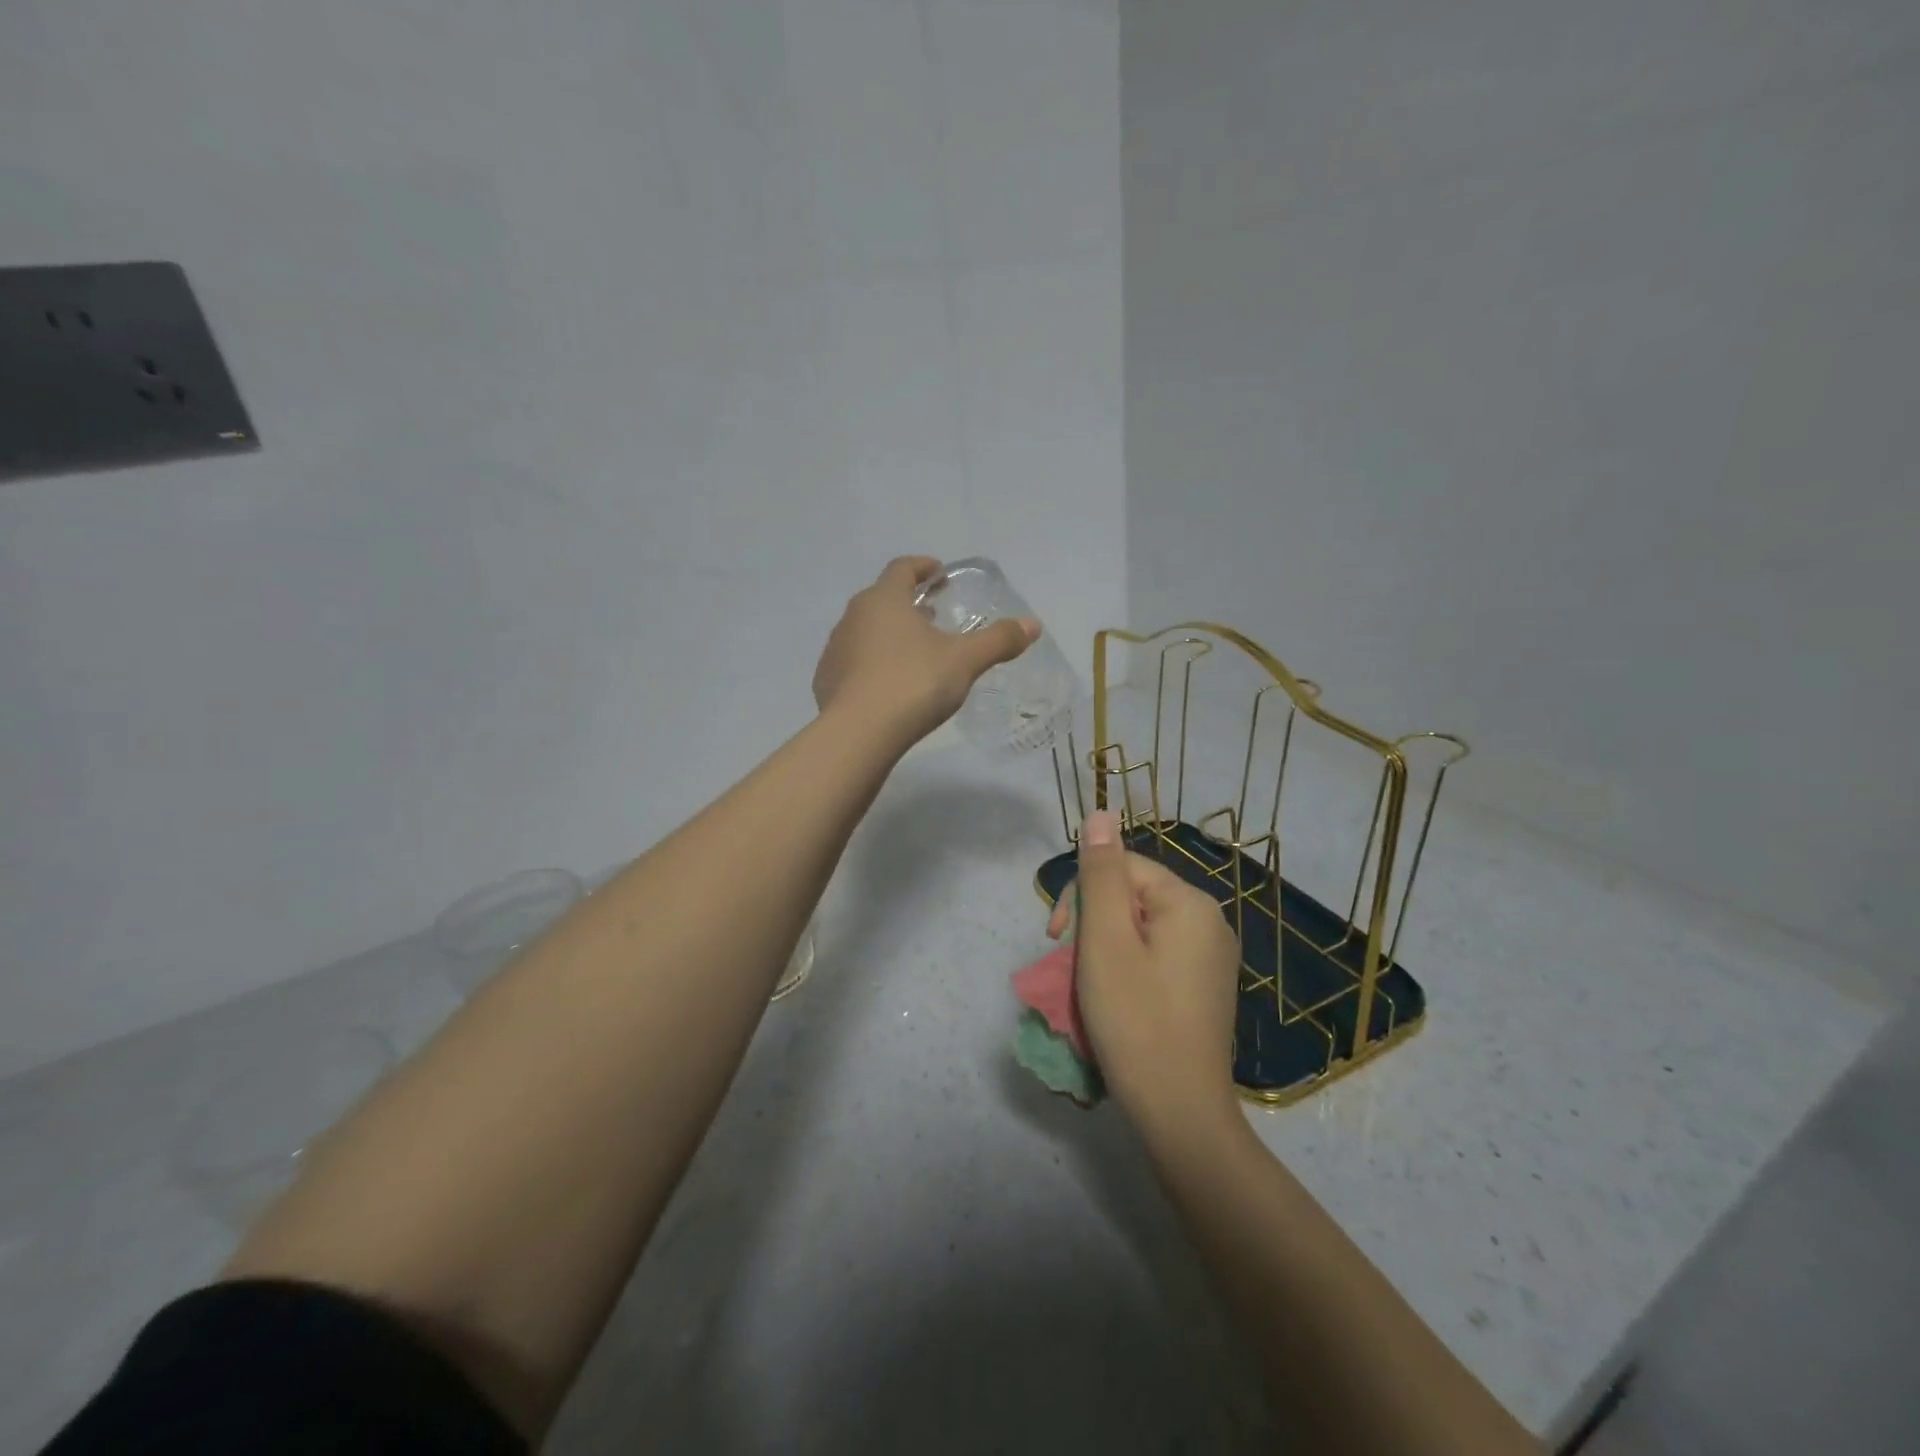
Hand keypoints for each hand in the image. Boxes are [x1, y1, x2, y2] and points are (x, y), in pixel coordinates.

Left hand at [813, 556, 1037, 745]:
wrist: (858, 733)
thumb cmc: (914, 683)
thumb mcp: (964, 661)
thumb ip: (998, 641)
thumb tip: (1033, 625)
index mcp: (885, 599)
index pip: (902, 568)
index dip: (923, 567)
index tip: (938, 573)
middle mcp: (854, 616)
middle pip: (882, 598)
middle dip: (907, 602)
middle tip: (932, 613)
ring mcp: (836, 648)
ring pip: (865, 630)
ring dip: (888, 633)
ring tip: (913, 650)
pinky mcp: (826, 680)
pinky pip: (853, 661)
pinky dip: (872, 663)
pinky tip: (888, 684)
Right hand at [1070, 810, 1242, 1134]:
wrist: (1181, 1114)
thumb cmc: (1136, 1020)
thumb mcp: (1106, 941)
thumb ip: (1101, 874)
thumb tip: (1100, 813)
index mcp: (1189, 903)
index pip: (1121, 868)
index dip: (1080, 896)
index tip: (1054, 938)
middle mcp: (1210, 922)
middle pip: (1132, 898)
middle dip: (1092, 925)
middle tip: (1070, 969)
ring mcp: (1211, 959)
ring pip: (1139, 930)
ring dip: (1104, 950)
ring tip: (1088, 989)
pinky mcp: (1205, 989)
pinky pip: (1156, 958)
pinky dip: (1126, 970)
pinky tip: (1115, 1002)